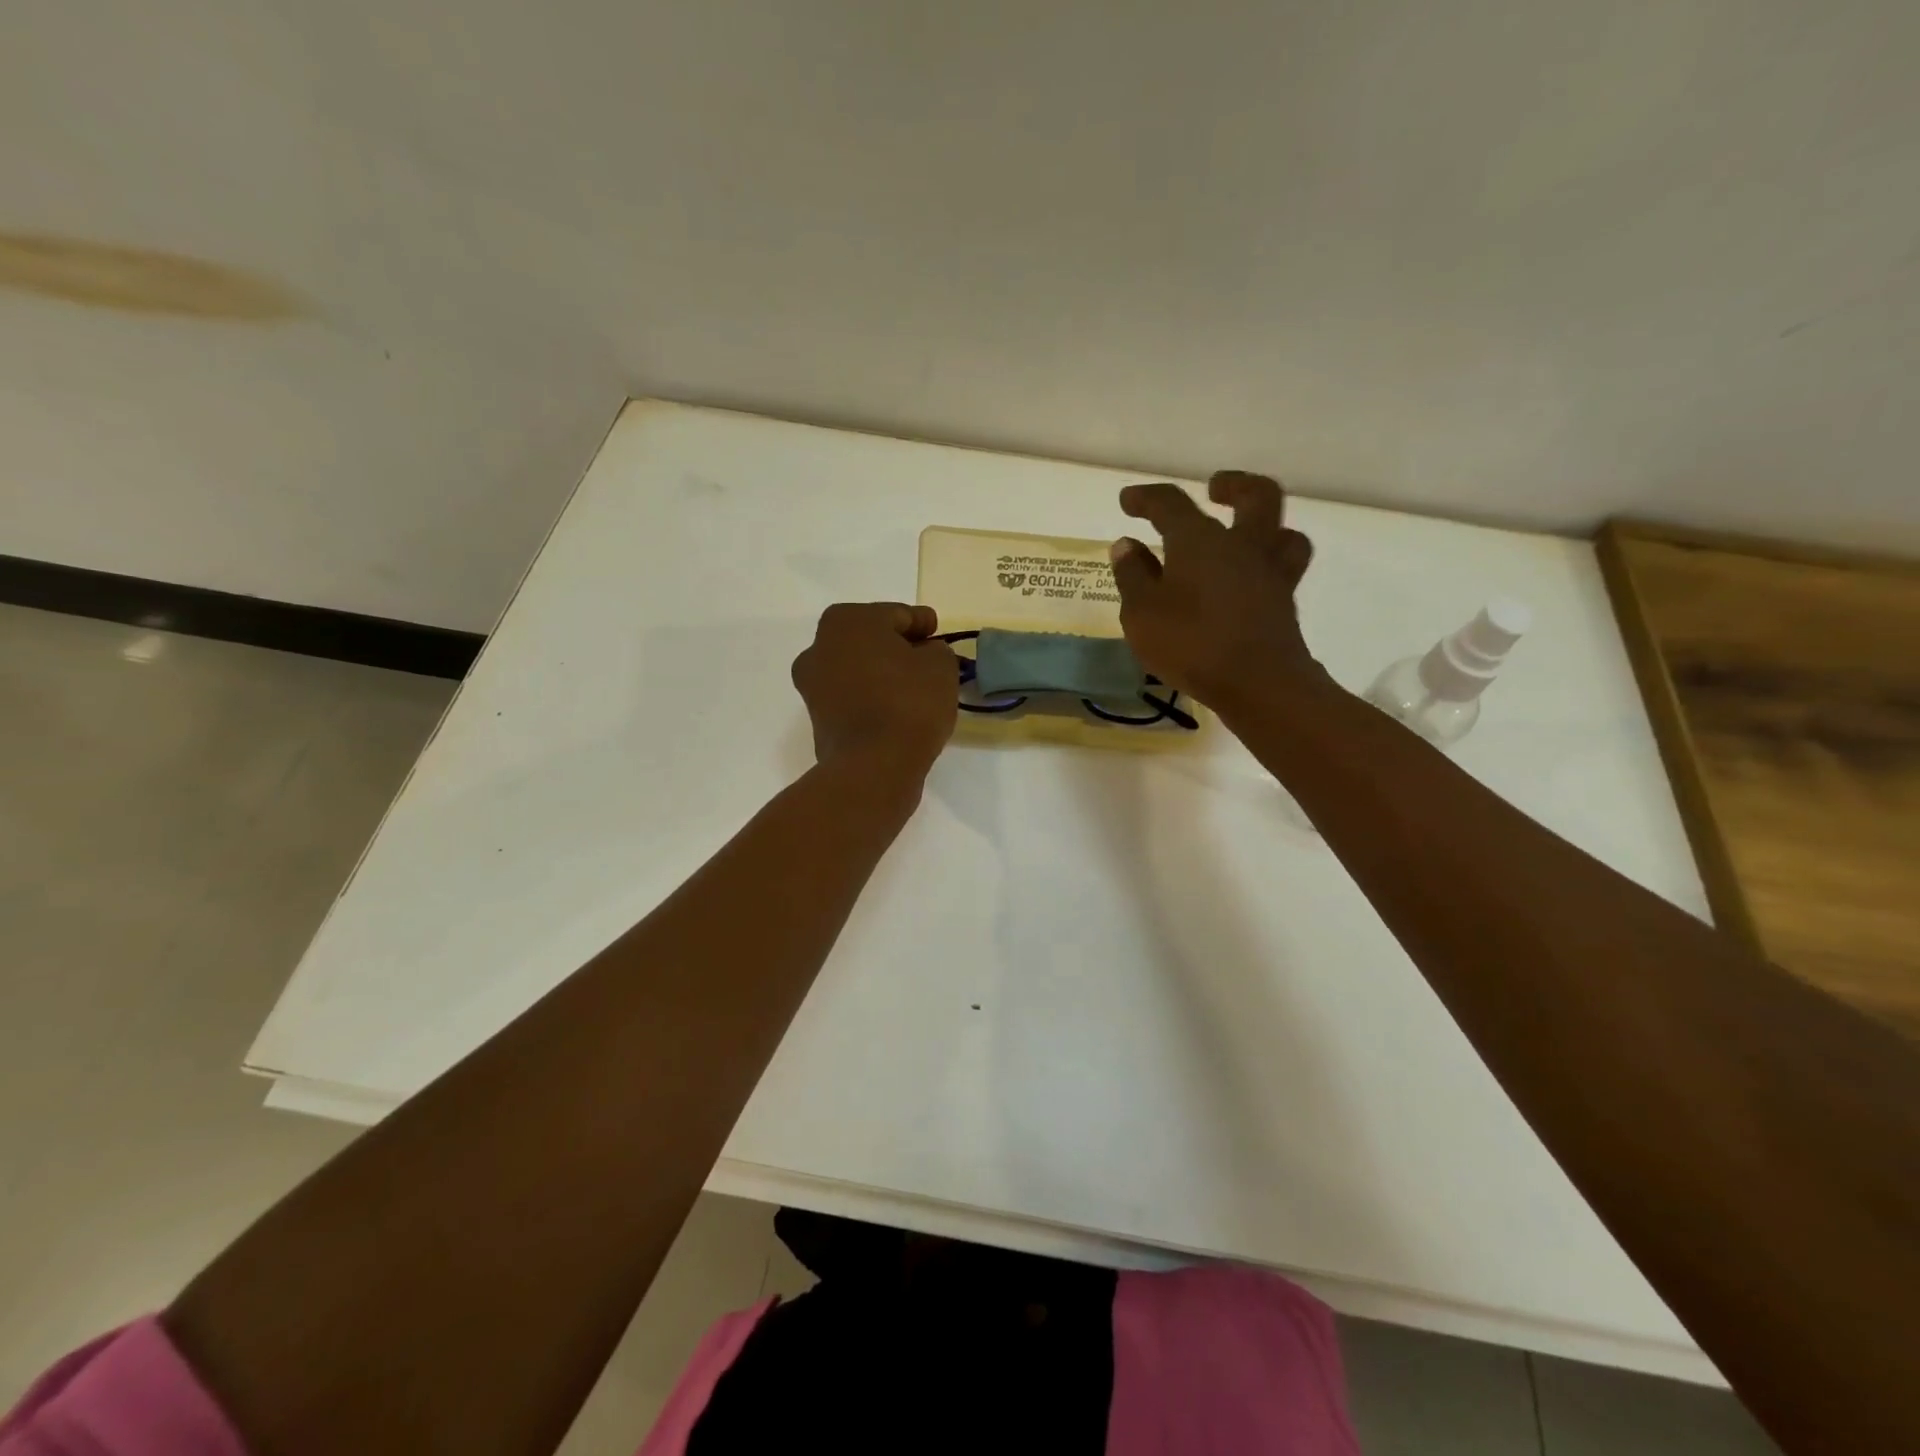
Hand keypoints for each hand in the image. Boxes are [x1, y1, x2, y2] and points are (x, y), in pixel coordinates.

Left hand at [791, 602, 957, 784]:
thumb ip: (936, 650)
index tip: (937, 633)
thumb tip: (923, 655)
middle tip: (927, 660)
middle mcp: (819, 646)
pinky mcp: (817, 718)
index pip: (896, 615)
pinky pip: (852, 697)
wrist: (873, 766)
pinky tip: (895, 709)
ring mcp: (812, 684)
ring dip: (882, 673)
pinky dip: (871, 697)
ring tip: (913, 688)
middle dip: (897, 646)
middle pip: (870, 639)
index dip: (921, 623)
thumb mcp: (940, 666)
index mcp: (847, 621)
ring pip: (858, 668)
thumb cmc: (908, 703)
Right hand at [1109, 471, 1323, 707]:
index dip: (1146, 498)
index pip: (1170, 503)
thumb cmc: (1189, 643)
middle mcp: (1241, 544)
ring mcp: (1270, 573)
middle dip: (1234, 485)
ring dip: (1265, 525)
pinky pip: (1283, 568)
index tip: (1128, 500)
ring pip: (1283, 531)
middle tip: (1215, 489)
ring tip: (1244, 534)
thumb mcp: (1141, 612)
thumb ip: (1132, 576)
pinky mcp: (1284, 603)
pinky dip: (1266, 565)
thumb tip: (1126, 545)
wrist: (1257, 682)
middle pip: (1255, 496)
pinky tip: (1249, 581)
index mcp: (1199, 540)